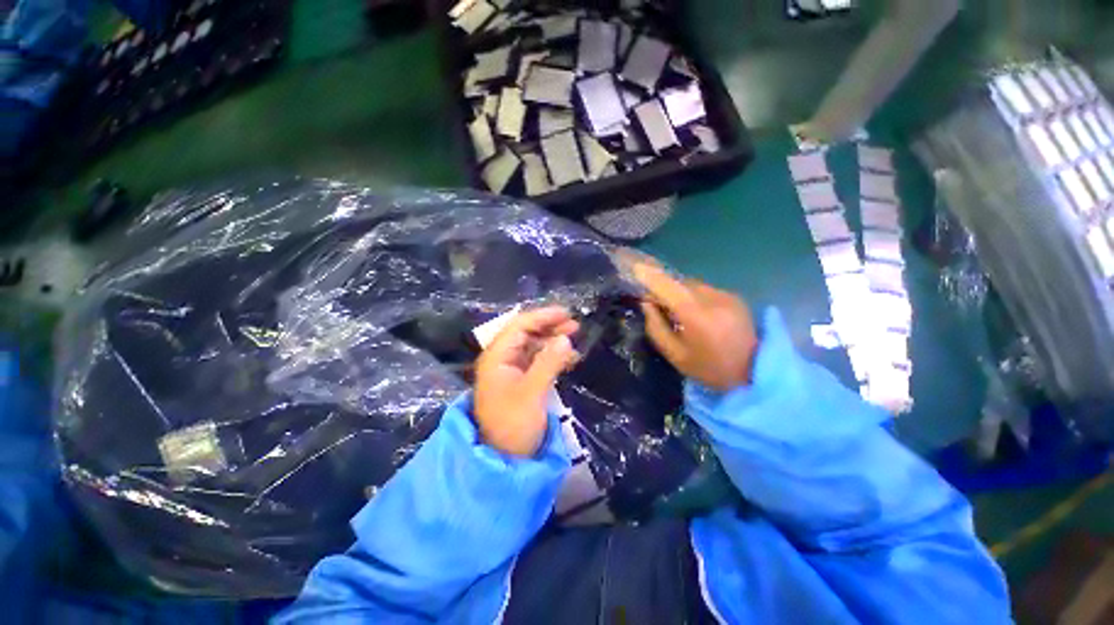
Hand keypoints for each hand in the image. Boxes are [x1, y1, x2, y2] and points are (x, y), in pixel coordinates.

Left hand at [474, 307, 579, 456]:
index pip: (519, 326)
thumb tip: (566, 338)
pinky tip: (569, 358)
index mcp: (497, 357)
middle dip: (550, 327)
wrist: (506, 459)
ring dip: (553, 340)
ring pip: (534, 345)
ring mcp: (512, 369)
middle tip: (575, 325)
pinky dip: (553, 356)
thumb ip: (549, 362)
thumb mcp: (532, 392)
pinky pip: (538, 360)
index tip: (566, 314)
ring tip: (575, 338)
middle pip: (526, 333)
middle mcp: (502, 358)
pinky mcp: (522, 380)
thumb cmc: (514, 424)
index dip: (542, 316)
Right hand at [628, 256, 756, 391]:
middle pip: (679, 283)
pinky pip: (704, 290)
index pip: (668, 287)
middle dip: (663, 288)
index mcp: (697, 316)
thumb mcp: (675, 355)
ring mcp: (726, 295)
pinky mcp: (734, 296)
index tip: (635, 269)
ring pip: (691, 285)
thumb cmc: (710, 369)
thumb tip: (646, 304)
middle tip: (653, 303)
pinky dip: (693, 296)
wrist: (756, 373)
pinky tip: (695, 312)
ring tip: (675, 310)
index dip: (650, 276)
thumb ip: (656, 328)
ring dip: (678, 292)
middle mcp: (713, 298)